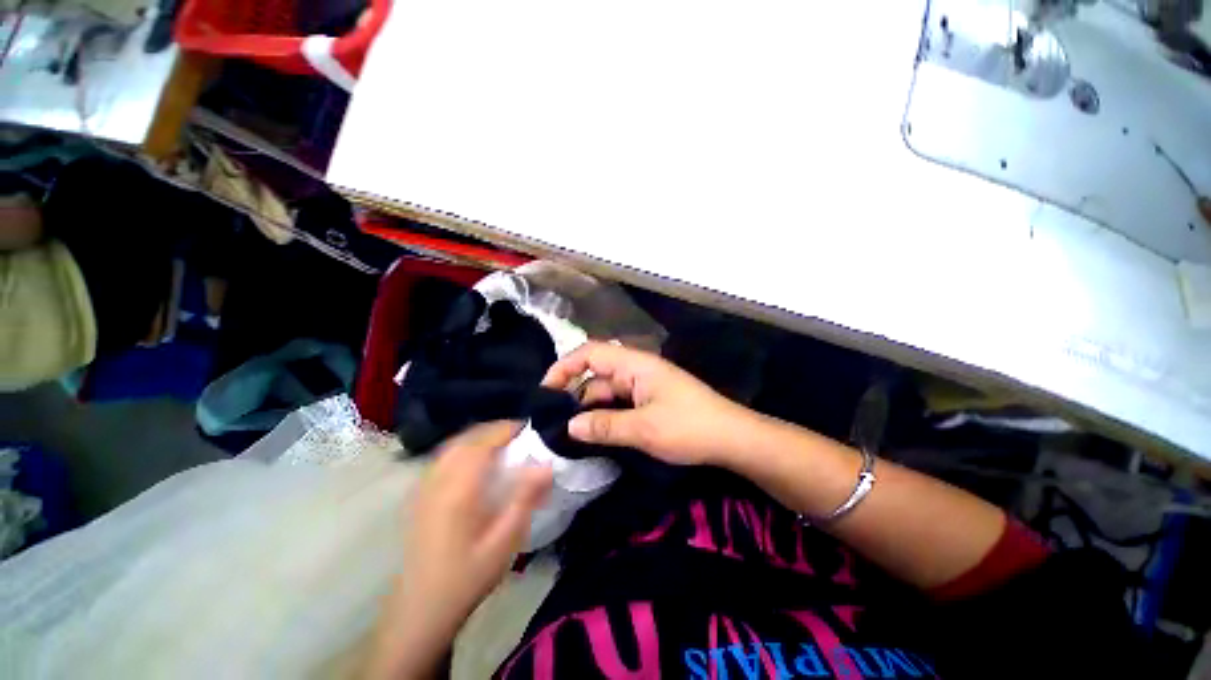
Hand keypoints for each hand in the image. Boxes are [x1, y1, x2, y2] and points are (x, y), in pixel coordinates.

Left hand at [365, 422, 550, 679]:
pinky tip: (476, 462)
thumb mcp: (504, 542)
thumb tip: (546, 465)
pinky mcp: (419, 495)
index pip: (483, 442)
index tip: (530, 427)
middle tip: (521, 436)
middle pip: (466, 438)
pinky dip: (464, 448)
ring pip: (452, 445)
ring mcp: (424, 486)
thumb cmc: (467, 576)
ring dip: (479, 437)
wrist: (420, 610)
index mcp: (458, 489)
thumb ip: (525, 499)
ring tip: (503, 444)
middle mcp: (437, 480)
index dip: (507, 428)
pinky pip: (443, 457)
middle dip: (495, 429)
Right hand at [542, 341, 756, 464]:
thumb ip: (605, 425)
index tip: (546, 391)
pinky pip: (619, 404)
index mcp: (635, 364)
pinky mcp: (649, 401)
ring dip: (589, 408)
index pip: (591, 353)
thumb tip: (569, 425)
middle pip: (596, 374)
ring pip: (607, 391)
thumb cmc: (689, 428)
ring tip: (568, 432)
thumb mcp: (644, 429)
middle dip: (574, 393)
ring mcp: (644, 386)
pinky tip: (594, 433)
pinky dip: (605, 416)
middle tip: (553, 421)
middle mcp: (636, 370)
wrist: (732, 439)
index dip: (565, 367)